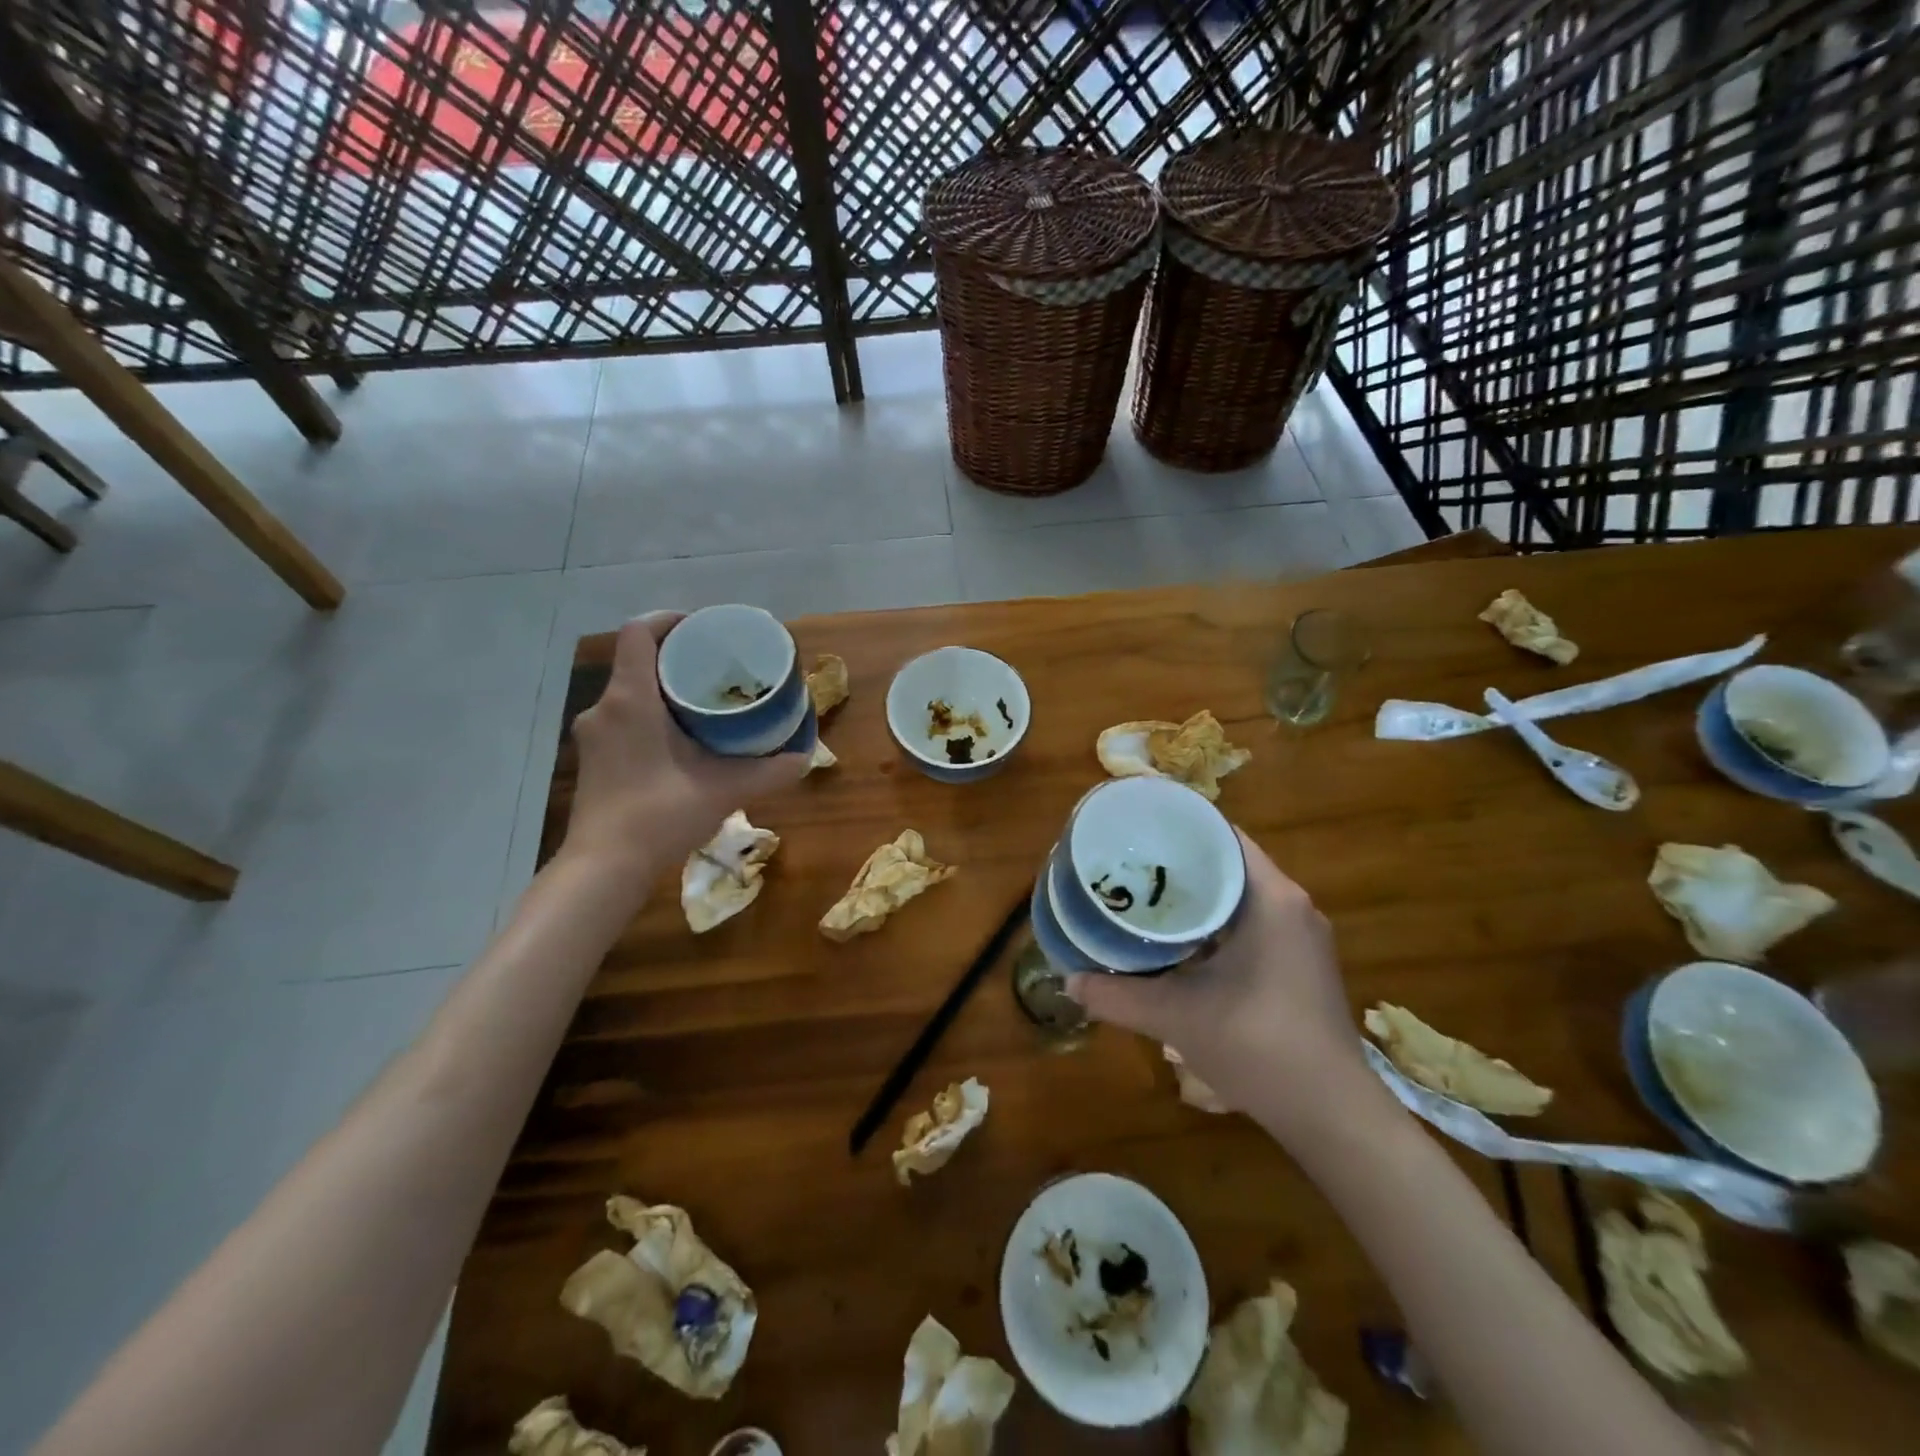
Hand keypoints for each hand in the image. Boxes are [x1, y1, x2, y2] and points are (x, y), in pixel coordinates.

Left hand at [564, 613, 808, 877]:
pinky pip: (623, 718)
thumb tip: (804, 756)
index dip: (669, 620)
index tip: (702, 629)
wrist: (605, 867)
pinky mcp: (593, 759)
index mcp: (631, 699)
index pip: (638, 632)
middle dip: (677, 658)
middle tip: (717, 668)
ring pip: (630, 693)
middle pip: (637, 661)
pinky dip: (651, 716)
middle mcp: (605, 708)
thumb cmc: (660, 815)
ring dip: (663, 690)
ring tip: (705, 703)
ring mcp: (593, 735)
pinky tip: (680, 740)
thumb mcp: (724, 789)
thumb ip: (768, 771)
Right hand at [1067, 828, 1378, 1139]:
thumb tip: (1069, 981)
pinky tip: (1181, 943)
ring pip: (1241, 897)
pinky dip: (1217, 924)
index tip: (1138, 832)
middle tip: (1131, 865)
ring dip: (1199, 896)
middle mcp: (1292, 906)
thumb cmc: (1258, 1046)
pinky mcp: (1302, 964)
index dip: (1179, 828)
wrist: (1332, 1114)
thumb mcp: (1176, 1016)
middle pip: (1229, 864)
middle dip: (1181, 863)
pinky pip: (1253, 923)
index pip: (1223, 836)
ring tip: (1147, 898)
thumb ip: (1117, 995)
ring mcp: (1302, 937)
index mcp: (1271, 898)